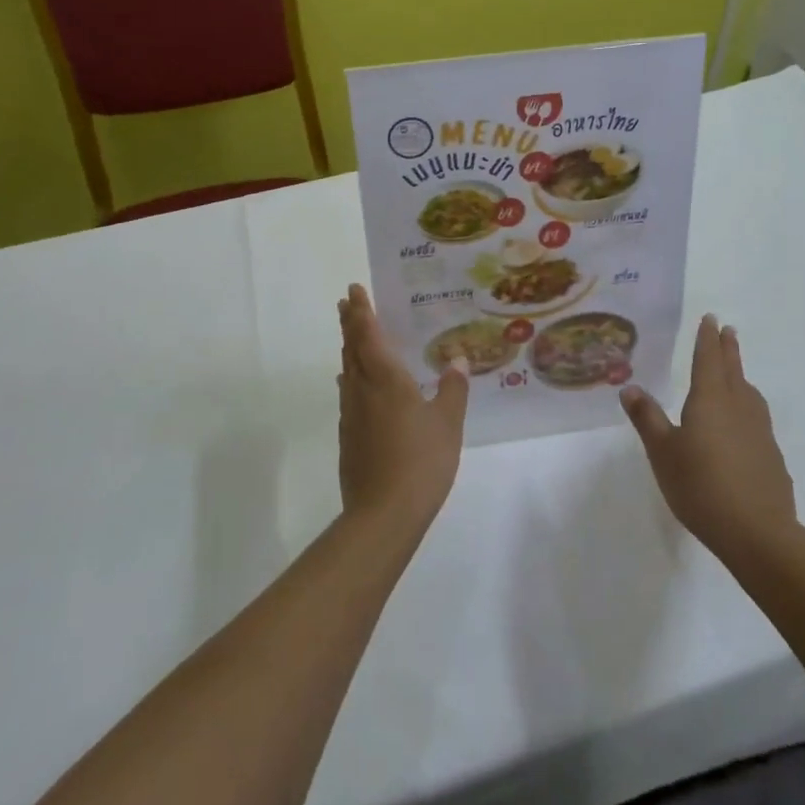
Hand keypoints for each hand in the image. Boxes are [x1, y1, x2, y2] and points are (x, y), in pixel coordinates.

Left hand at [336, 284, 467, 530]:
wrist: (383, 514)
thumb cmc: (421, 461)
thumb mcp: (448, 423)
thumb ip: (452, 389)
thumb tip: (457, 360)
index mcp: (386, 379)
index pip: (369, 335)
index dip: (362, 312)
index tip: (354, 290)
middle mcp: (363, 389)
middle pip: (352, 348)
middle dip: (350, 323)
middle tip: (346, 302)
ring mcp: (351, 414)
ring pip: (347, 370)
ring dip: (348, 348)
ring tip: (351, 336)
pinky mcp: (348, 437)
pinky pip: (348, 394)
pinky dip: (350, 378)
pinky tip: (354, 385)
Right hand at [620, 315, 795, 559]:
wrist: (758, 533)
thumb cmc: (701, 486)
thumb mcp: (663, 452)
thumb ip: (647, 418)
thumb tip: (630, 387)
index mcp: (710, 400)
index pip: (707, 359)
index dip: (707, 339)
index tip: (711, 319)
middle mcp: (738, 407)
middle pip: (732, 371)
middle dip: (727, 350)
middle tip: (728, 330)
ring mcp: (760, 432)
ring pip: (749, 393)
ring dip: (741, 376)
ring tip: (736, 373)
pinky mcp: (771, 456)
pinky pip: (757, 419)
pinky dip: (748, 407)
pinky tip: (743, 424)